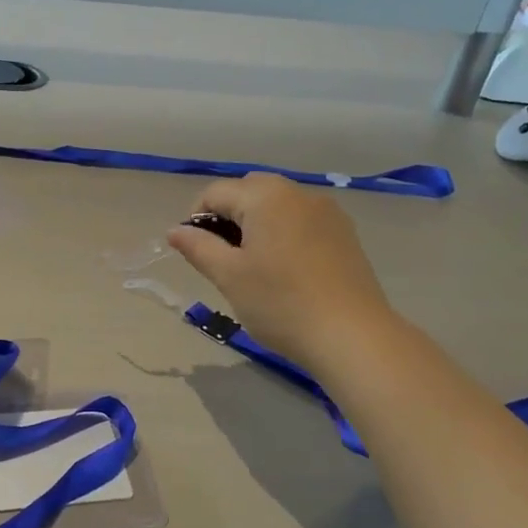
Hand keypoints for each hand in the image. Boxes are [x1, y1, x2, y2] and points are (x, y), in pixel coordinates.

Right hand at [166, 174, 395, 364]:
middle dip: (228, 217)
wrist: (352, 336)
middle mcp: (298, 193)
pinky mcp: (345, 233)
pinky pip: (302, 221)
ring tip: (254, 267)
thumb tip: (175, 231)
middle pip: (248, 192)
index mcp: (265, 196)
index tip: (196, 254)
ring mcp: (326, 211)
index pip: (215, 193)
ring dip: (256, 225)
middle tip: (224, 259)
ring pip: (277, 205)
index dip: (196, 219)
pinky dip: (284, 234)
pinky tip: (286, 271)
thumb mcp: (228, 276)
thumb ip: (198, 247)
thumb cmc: (280, 303)